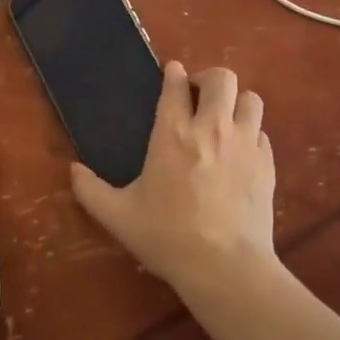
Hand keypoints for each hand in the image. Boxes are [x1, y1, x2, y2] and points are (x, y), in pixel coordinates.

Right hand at [70, 63, 276, 293]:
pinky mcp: (267, 164)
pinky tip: (240, 152)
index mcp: (173, 134)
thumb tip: (73, 170)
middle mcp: (212, 128)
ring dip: (236, 102)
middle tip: (198, 96)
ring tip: (224, 119)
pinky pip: (262, 133)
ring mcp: (245, 144)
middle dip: (208, 78)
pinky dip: (251, 134)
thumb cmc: (168, 237)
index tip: (171, 72)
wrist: (225, 267)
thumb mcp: (118, 216)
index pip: (175, 86)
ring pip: (250, 99)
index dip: (173, 74)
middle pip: (221, 79)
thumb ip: (91, 190)